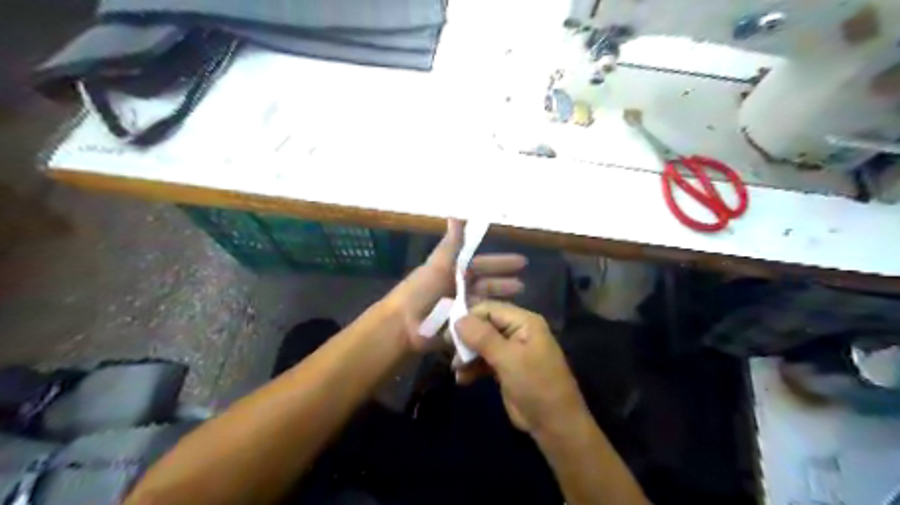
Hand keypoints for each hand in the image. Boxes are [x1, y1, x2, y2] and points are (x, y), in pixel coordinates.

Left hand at [388, 220, 528, 354]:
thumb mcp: (438, 264)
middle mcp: (456, 288)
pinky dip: (490, 319)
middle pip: (485, 284)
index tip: (522, 263)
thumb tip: (456, 215)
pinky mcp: (459, 328)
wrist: (403, 326)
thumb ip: (451, 244)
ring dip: (500, 301)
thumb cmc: (421, 291)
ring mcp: (458, 309)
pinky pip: (478, 321)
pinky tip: (505, 321)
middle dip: (504, 283)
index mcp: (452, 272)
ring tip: (519, 303)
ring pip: (484, 302)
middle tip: (524, 285)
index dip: (500, 263)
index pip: (481, 265)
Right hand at [453, 303, 587, 435]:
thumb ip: (483, 337)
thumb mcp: (508, 359)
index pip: (490, 309)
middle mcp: (517, 331)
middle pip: (484, 325)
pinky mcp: (506, 368)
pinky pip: (485, 361)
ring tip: (457, 369)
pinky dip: (473, 368)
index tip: (448, 333)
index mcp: (524, 322)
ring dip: (467, 355)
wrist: (555, 425)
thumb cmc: (535, 385)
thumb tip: (458, 319)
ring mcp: (511, 351)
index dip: (468, 317)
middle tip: (449, 350)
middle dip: (466, 338)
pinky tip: (462, 379)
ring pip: (482, 344)